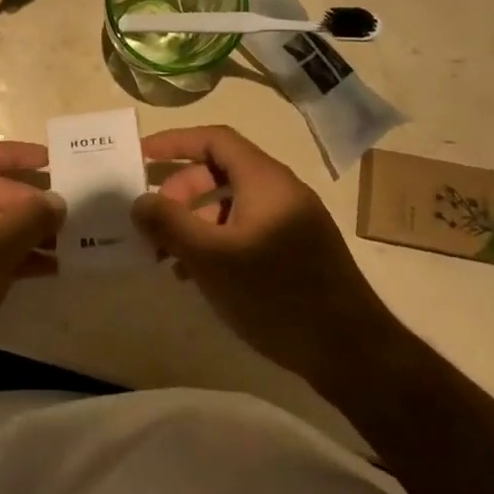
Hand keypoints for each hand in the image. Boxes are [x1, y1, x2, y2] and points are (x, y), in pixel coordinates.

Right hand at [132, 126, 386, 383]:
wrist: (353, 353)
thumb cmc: (277, 294)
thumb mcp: (211, 258)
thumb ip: (169, 224)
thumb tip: (140, 201)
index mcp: (264, 180)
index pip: (214, 139)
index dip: (174, 142)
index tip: (141, 157)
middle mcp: (281, 191)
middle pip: (220, 172)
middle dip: (181, 192)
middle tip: (154, 222)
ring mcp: (294, 222)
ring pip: (232, 205)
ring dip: (195, 222)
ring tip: (168, 257)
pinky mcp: (299, 251)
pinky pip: (248, 229)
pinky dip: (218, 241)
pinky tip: (199, 276)